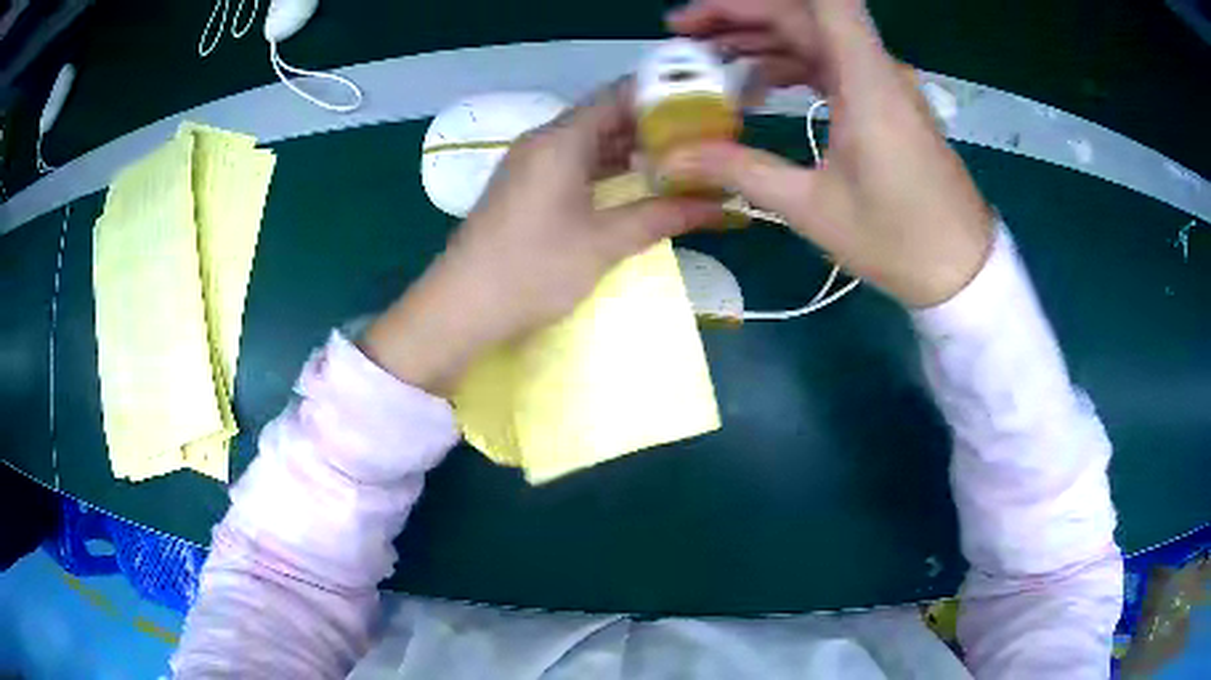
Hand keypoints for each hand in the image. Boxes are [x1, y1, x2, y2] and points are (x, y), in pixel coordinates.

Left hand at [362, 84, 722, 393]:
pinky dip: (605, 169)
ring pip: (588, 142)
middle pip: (605, 117)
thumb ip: (662, 216)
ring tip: (680, 162)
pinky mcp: (523, 188)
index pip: (619, 95)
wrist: (460, 308)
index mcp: (562, 138)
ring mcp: (529, 164)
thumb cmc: (533, 270)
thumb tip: (718, 206)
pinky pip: (572, 163)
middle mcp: (543, 140)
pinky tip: (634, 184)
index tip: (703, 110)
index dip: (663, 98)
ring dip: (630, 150)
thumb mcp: (605, 243)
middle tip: (701, 141)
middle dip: (653, 127)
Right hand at [665, 0, 994, 307]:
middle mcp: (876, 69)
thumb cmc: (899, 241)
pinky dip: (791, 64)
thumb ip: (742, 171)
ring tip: (709, 60)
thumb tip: (673, 160)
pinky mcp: (886, 102)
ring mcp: (884, 84)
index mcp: (866, 83)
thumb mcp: (814, 209)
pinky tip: (758, 85)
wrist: (963, 269)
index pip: (824, 2)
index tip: (707, 13)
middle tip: (684, 35)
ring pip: (816, 38)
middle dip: (741, 17)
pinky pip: (831, 65)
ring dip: (762, 40)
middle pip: (804, 15)